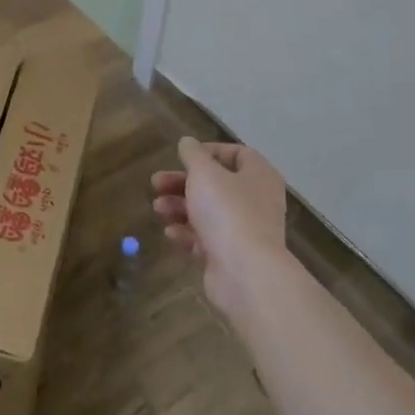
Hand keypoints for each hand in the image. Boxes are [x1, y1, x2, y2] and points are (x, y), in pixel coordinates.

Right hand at [152, 137, 287, 314]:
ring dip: (180, 207)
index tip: (182, 157)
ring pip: (207, 212)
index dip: (208, 152)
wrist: (245, 272)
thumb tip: (188, 142)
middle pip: (215, 184)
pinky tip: (170, 233)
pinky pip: (206, 238)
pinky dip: (187, 233)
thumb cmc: (227, 212)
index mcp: (258, 176)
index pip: (237, 154)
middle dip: (182, 183)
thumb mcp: (204, 174)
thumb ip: (193, 155)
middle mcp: (255, 200)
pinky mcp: (230, 255)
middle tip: (156, 184)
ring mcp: (244, 230)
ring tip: (158, 209)